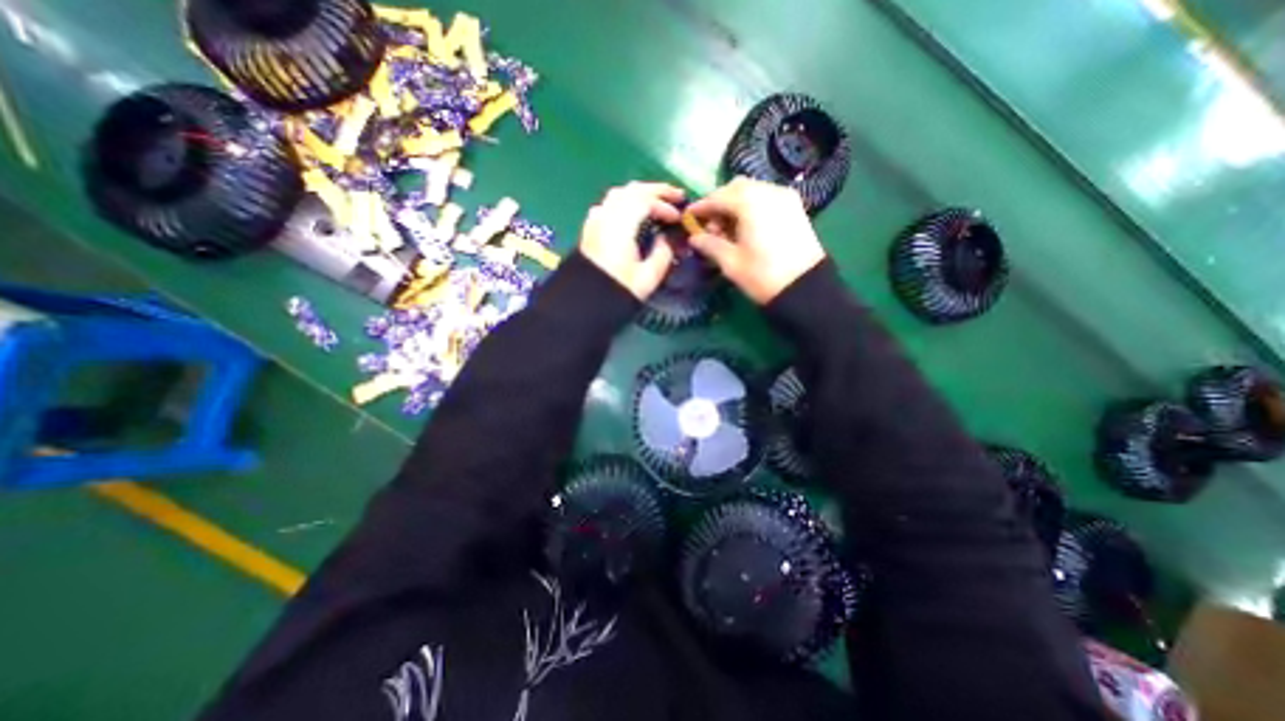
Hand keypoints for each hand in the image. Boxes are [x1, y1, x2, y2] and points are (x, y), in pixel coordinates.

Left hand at [580, 183, 682, 299]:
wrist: (584, 304)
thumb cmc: (618, 291)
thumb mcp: (648, 277)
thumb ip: (662, 253)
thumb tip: (666, 239)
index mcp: (620, 226)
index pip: (645, 201)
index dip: (665, 206)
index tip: (678, 218)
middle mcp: (606, 216)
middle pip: (632, 190)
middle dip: (656, 190)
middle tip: (676, 196)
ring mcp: (595, 221)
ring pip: (619, 195)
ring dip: (641, 194)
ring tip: (657, 203)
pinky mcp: (590, 229)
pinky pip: (609, 205)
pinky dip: (625, 203)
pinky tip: (632, 214)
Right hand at [688, 179, 826, 307]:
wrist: (805, 288)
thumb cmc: (762, 276)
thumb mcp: (730, 262)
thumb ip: (710, 245)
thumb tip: (694, 237)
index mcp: (750, 203)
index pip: (718, 197)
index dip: (701, 207)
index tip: (688, 217)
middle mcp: (769, 192)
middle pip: (736, 188)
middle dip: (719, 203)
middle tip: (710, 226)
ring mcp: (785, 198)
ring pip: (753, 191)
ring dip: (736, 205)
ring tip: (728, 231)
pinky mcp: (795, 207)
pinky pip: (767, 198)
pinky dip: (752, 207)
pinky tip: (747, 228)